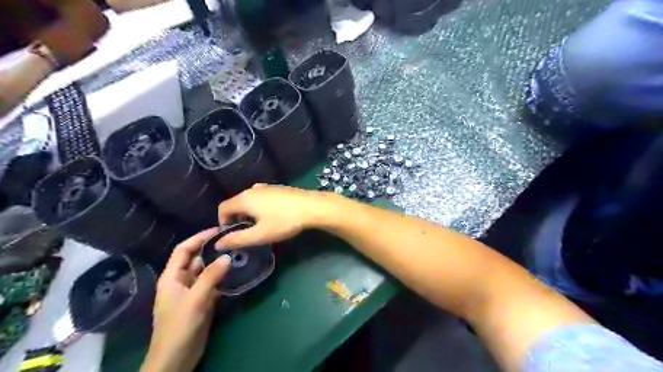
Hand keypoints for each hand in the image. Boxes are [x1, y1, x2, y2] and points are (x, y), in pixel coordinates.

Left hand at [140, 229, 230, 370]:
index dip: (198, 237)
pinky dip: (222, 277)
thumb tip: (227, 256)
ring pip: (206, 271)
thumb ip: (211, 276)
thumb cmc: (180, 326)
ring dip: (219, 263)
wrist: (177, 358)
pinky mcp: (202, 301)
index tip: (217, 229)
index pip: (183, 250)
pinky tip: (236, 273)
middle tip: (232, 240)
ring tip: (237, 253)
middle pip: (196, 259)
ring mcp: (192, 292)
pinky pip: (213, 284)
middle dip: (212, 249)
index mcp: (172, 277)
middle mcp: (181, 281)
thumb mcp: (195, 299)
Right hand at [216, 183, 334, 248]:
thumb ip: (237, 239)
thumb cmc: (284, 221)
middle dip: (236, 219)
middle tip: (248, 233)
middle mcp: (252, 189)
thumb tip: (217, 244)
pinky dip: (259, 208)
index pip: (222, 208)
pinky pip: (261, 198)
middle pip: (235, 203)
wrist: (312, 207)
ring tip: (261, 227)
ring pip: (249, 201)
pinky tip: (273, 217)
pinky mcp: (278, 188)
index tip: (233, 235)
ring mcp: (266, 187)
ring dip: (249, 214)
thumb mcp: (260, 235)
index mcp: (244, 198)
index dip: (222, 223)